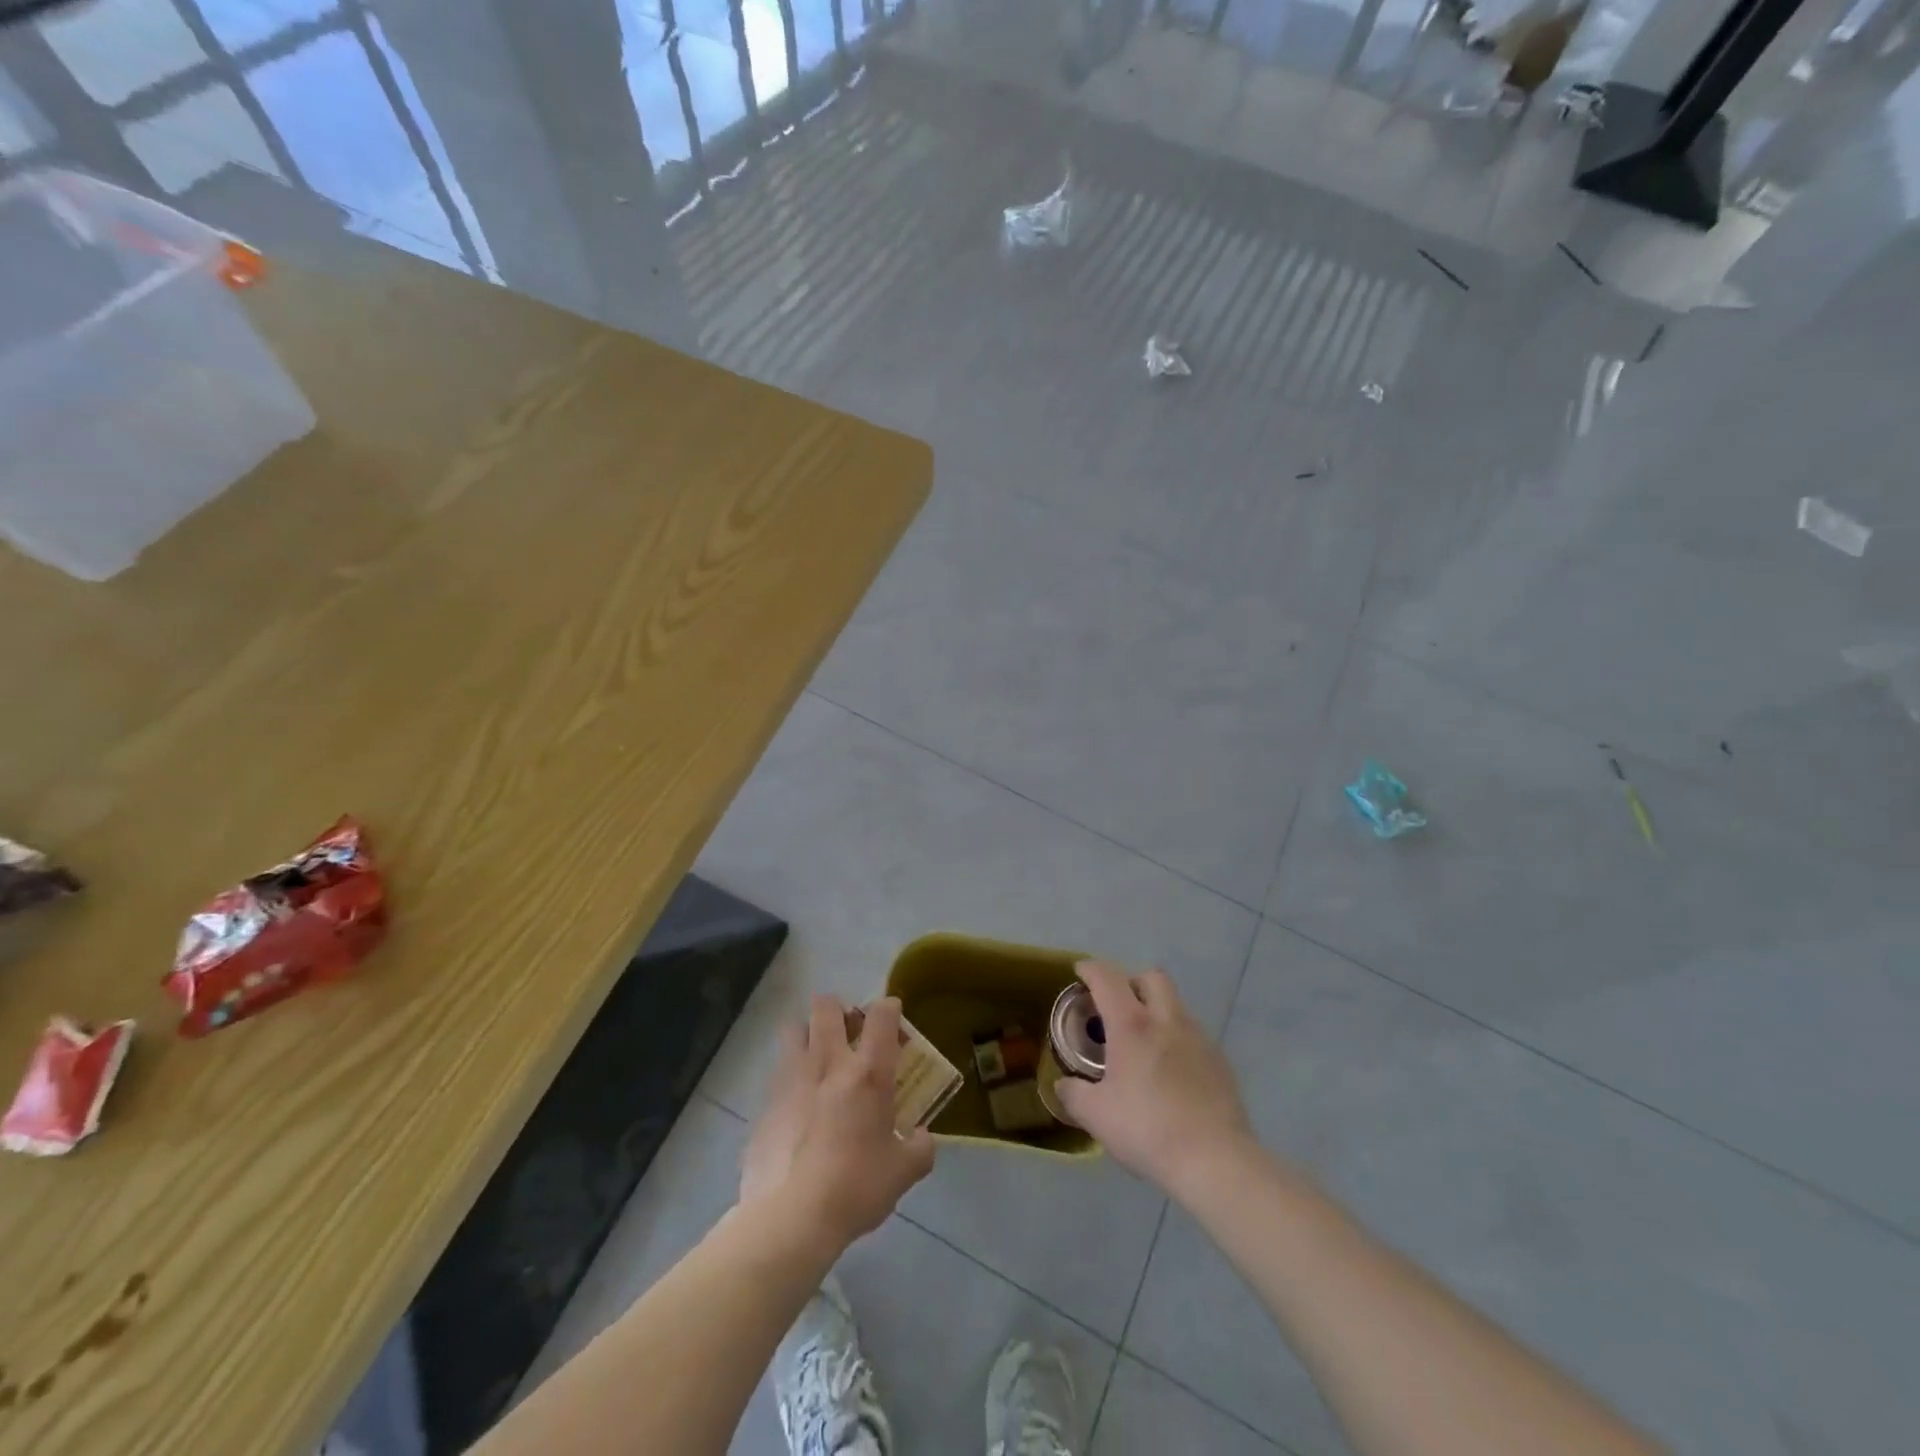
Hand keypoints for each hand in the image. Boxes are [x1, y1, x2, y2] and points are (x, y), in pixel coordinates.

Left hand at [740, 994, 935, 1251]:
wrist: (790, 1218)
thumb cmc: (855, 1189)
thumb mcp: (902, 1173)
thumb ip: (920, 1149)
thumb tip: (922, 1138)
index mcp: (868, 1073)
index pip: (881, 1015)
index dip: (889, 1008)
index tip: (892, 1018)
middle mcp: (828, 1063)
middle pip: (826, 1006)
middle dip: (838, 1009)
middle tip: (849, 1032)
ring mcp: (791, 1079)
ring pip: (793, 1028)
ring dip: (807, 1033)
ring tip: (817, 1057)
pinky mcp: (766, 1103)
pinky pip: (777, 1073)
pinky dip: (789, 1077)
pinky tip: (796, 1106)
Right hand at [1054, 961, 1253, 1196]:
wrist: (1214, 1160)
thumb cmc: (1147, 1129)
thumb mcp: (1096, 1116)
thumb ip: (1073, 1094)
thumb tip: (1064, 1085)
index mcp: (1132, 1024)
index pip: (1107, 978)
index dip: (1090, 969)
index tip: (1080, 972)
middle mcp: (1167, 1020)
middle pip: (1151, 977)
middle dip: (1131, 981)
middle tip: (1117, 1005)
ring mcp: (1198, 1038)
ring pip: (1175, 1004)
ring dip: (1157, 1010)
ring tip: (1144, 1043)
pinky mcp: (1220, 1061)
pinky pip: (1193, 1034)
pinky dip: (1177, 1039)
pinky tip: (1171, 1071)